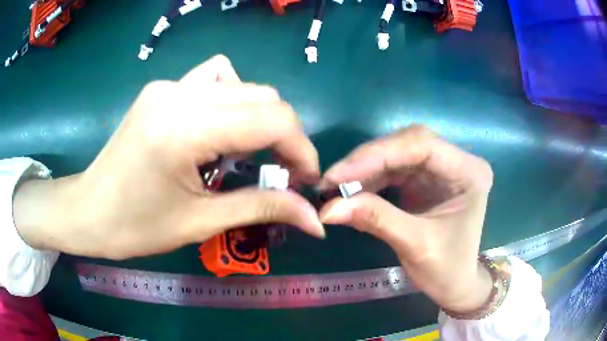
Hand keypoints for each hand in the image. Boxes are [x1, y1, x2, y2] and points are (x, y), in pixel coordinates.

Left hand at [13, 55, 324, 259]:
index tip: (305, 180)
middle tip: (280, 173)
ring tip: (248, 153)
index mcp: (185, 129)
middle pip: (262, 96)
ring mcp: (168, 85)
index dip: (301, 149)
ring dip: (258, 117)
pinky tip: (218, 128)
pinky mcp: (162, 88)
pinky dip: (231, 100)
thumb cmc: (135, 227)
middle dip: (284, 136)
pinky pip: (213, 78)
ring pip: (241, 84)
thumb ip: (263, 208)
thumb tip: (316, 220)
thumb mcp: (201, 222)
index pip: (271, 119)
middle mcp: (179, 93)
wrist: (87, 211)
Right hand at [319, 125, 493, 313]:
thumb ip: (375, 219)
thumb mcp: (414, 245)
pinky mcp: (426, 177)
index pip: (422, 146)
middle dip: (368, 159)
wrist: (455, 283)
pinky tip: (352, 189)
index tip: (340, 174)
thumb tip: (327, 207)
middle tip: (332, 179)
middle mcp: (456, 161)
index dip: (378, 155)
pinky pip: (394, 168)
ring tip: (335, 185)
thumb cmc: (447, 269)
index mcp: (469, 172)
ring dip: (365, 168)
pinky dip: (370, 178)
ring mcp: (441, 167)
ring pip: (398, 152)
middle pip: (408, 143)